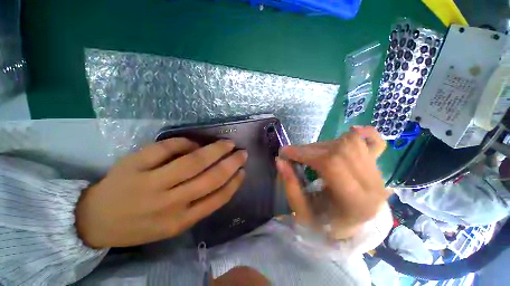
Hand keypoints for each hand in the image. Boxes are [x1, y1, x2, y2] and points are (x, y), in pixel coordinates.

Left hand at [76, 138, 246, 247]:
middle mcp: (169, 203)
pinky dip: (183, 142)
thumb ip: (198, 204)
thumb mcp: (174, 224)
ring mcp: (150, 184)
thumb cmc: (140, 224)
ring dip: (215, 149)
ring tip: (227, 143)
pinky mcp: (133, 166)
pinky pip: (166, 148)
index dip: (234, 183)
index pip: (217, 198)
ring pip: (192, 162)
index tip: (243, 170)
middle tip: (242, 153)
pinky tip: (192, 143)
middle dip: (231, 163)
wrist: (95, 221)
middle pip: (209, 178)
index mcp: (180, 221)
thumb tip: (216, 173)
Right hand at [277, 126, 387, 239]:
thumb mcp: (302, 212)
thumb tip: (280, 160)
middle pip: (339, 150)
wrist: (349, 229)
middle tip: (294, 155)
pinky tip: (352, 130)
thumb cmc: (325, 225)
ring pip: (351, 143)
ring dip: (324, 145)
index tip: (285, 152)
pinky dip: (366, 133)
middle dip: (310, 149)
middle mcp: (373, 185)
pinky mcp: (377, 167)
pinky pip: (377, 143)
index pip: (331, 164)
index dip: (304, 153)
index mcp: (356, 202)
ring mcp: (378, 174)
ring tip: (312, 154)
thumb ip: (290, 185)